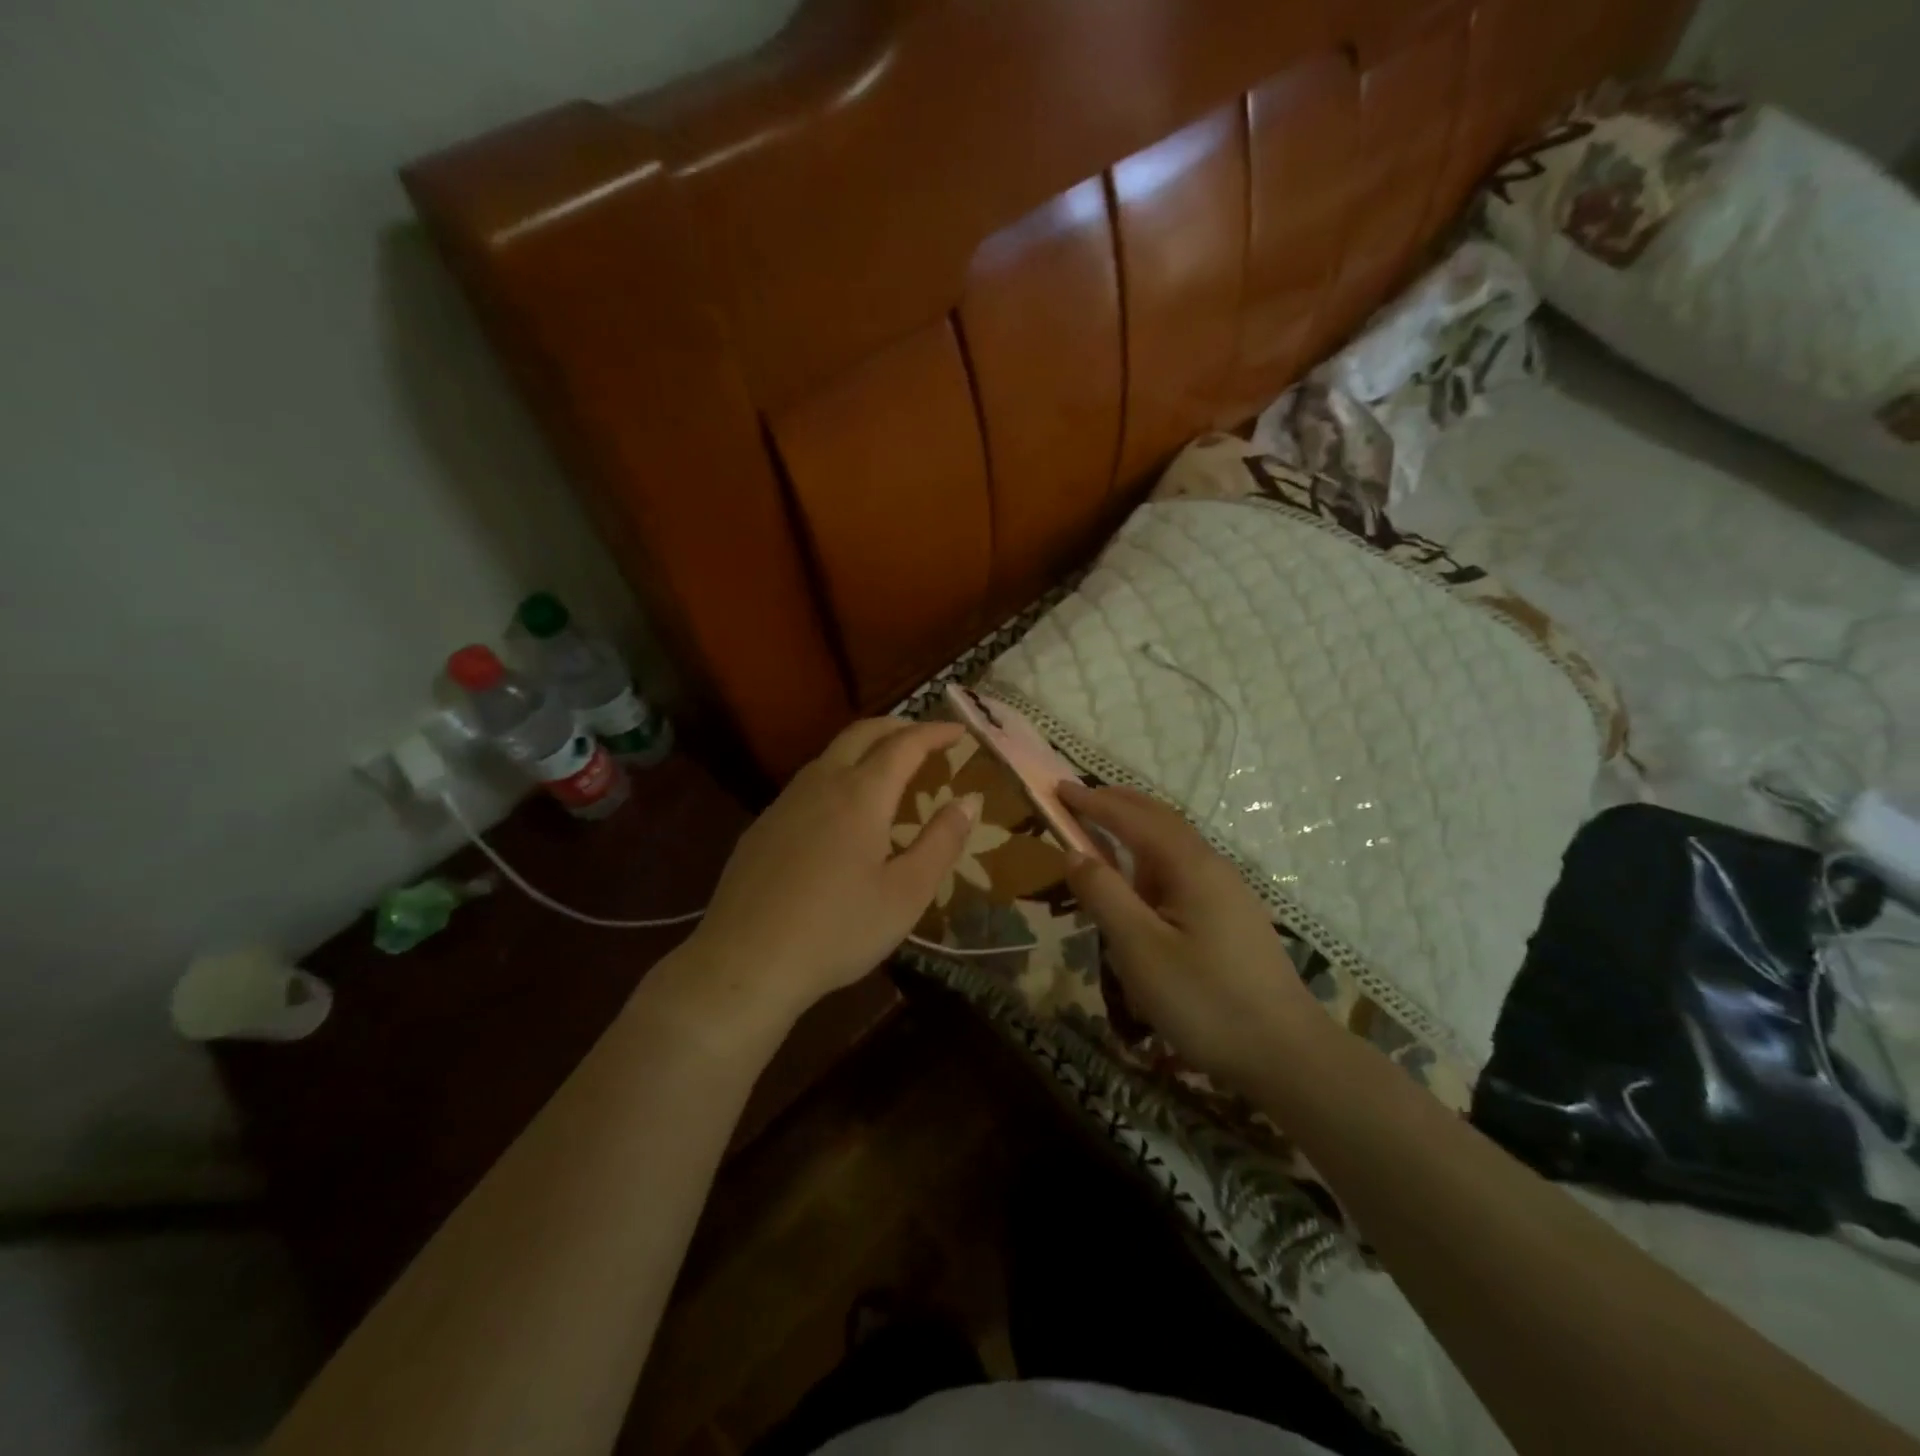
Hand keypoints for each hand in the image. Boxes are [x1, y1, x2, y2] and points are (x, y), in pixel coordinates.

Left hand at [677, 719, 974, 1033]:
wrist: (746, 962)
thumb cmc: (838, 930)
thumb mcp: (906, 893)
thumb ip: (941, 841)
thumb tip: (968, 801)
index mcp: (861, 795)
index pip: (904, 744)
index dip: (934, 732)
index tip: (959, 730)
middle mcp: (821, 784)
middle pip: (861, 733)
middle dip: (898, 726)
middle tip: (925, 736)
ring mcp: (785, 803)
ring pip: (829, 754)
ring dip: (864, 747)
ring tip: (887, 767)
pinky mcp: (762, 826)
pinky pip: (808, 782)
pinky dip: (837, 773)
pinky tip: (840, 809)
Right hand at [1060, 783, 1322, 1088]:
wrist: (1287, 1054)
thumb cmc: (1206, 1001)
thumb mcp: (1141, 950)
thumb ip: (1105, 895)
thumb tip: (1074, 853)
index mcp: (1190, 866)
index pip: (1133, 818)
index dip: (1093, 801)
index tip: (1058, 788)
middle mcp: (1211, 866)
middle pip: (1160, 819)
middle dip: (1117, 803)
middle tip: (1077, 798)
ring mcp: (1226, 891)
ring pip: (1174, 844)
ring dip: (1136, 828)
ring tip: (1101, 831)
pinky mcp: (1231, 915)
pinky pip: (1182, 869)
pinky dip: (1150, 857)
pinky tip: (1141, 882)